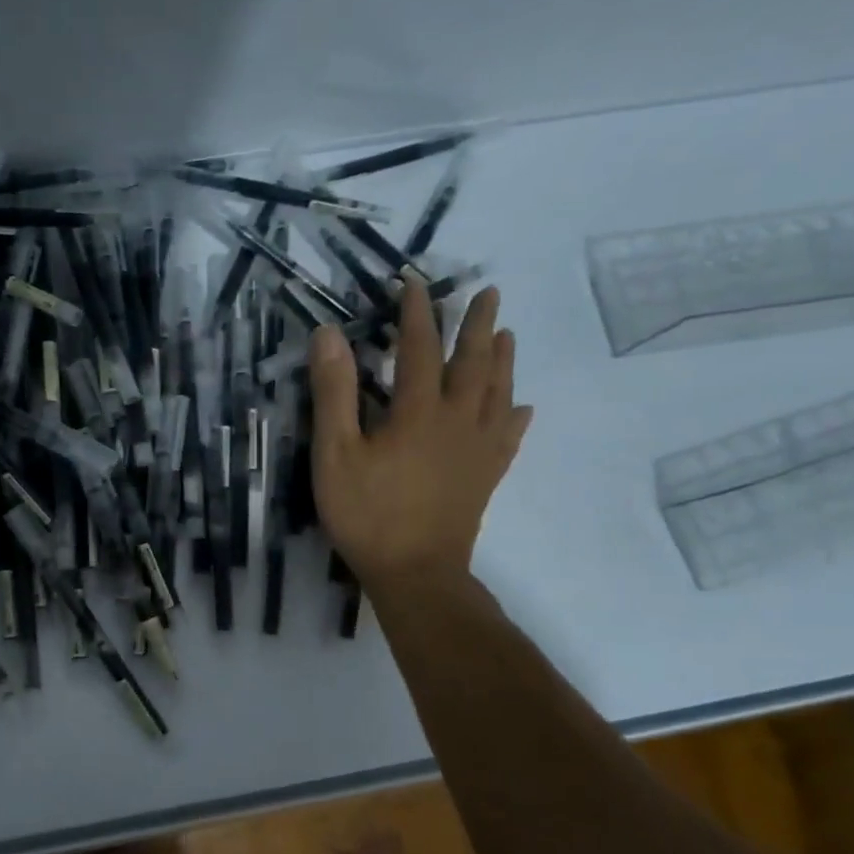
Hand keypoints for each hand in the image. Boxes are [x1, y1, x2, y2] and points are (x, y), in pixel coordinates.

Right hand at [308, 281, 530, 586]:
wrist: (416, 572)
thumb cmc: (367, 513)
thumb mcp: (335, 452)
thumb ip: (334, 392)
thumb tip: (329, 334)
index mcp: (418, 411)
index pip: (418, 347)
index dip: (416, 312)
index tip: (414, 281)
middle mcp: (457, 420)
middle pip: (472, 363)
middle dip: (477, 325)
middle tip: (489, 292)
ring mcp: (478, 449)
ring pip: (498, 393)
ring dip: (502, 360)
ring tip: (508, 334)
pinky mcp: (486, 476)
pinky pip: (509, 436)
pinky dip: (516, 415)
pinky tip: (524, 408)